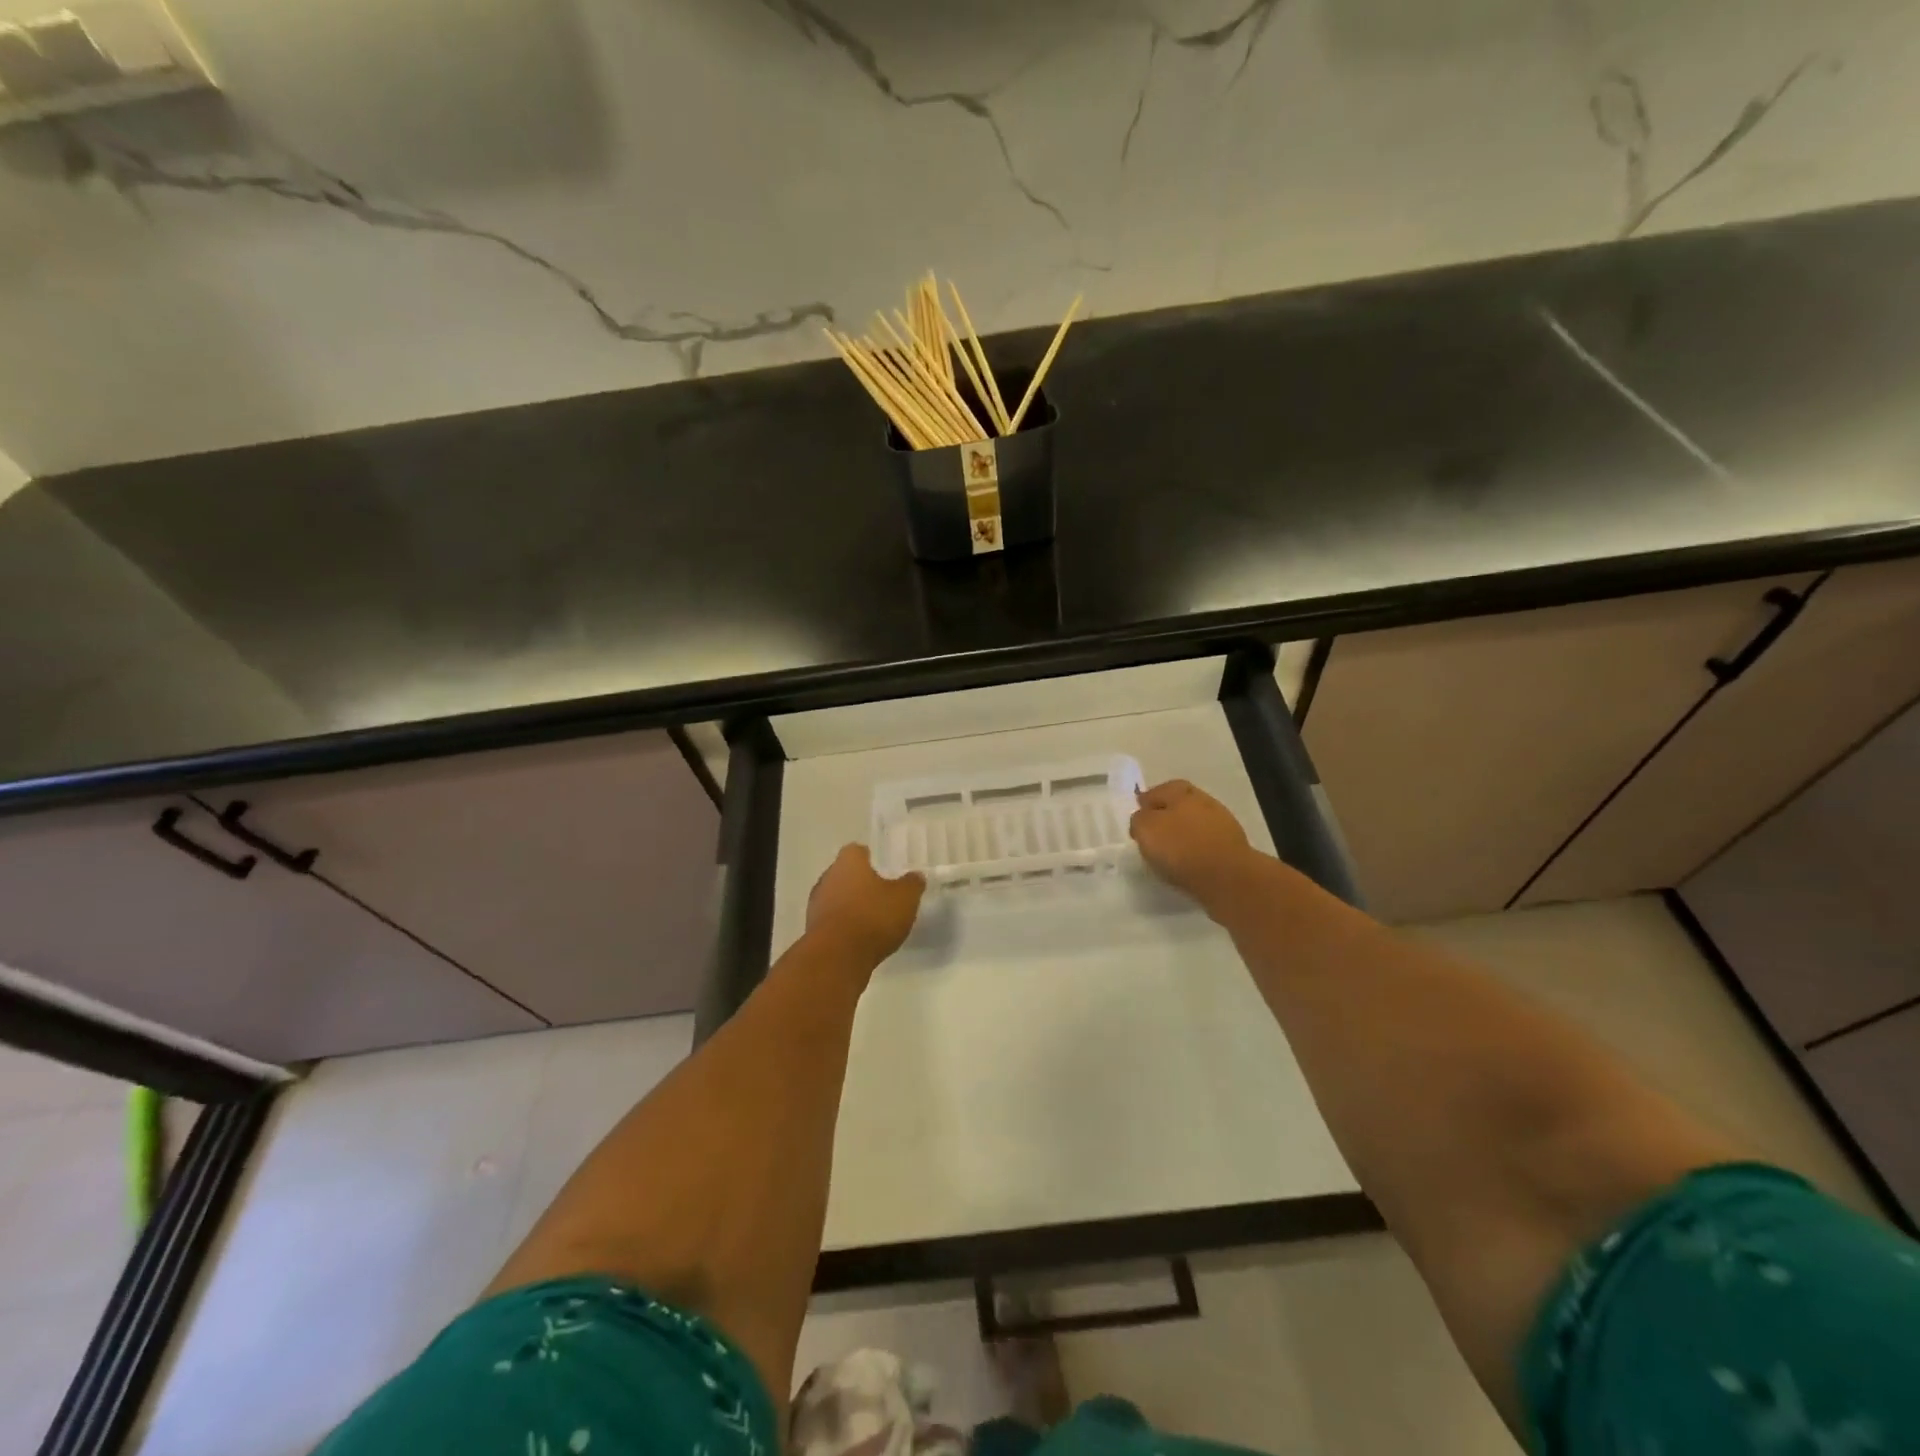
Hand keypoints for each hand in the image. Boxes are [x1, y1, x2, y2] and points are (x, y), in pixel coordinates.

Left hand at [806, 844, 924, 964]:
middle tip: (881, 894)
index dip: (871, 859)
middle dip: (860, 882)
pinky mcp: (812, 929)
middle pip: (845, 874)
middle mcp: (828, 877)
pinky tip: (860, 937)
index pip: (857, 851)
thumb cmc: (873, 917)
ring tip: (872, 919)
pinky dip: (844, 925)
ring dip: (851, 905)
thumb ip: (912, 884)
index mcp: (848, 862)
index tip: (884, 869)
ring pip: (836, 897)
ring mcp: (816, 904)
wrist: (837, 956)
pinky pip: (832, 920)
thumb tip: (915, 876)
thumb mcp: (905, 898)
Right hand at [1129, 779, 1255, 908]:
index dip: (1149, 800)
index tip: (1139, 815)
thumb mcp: (1146, 830)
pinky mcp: (1232, 849)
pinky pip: (1207, 844)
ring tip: (1169, 852)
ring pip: (1196, 824)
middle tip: (1153, 832)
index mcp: (1182, 793)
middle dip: (1167, 815)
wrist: (1228, 878)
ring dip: (1183, 834)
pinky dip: (1196, 850)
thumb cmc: (1181, 848)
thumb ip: (1139, 820)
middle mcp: (1204, 802)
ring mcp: (1222, 825)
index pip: (1161, 789)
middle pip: (1181, 804)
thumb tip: (1143, 819)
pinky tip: (1187, 863)